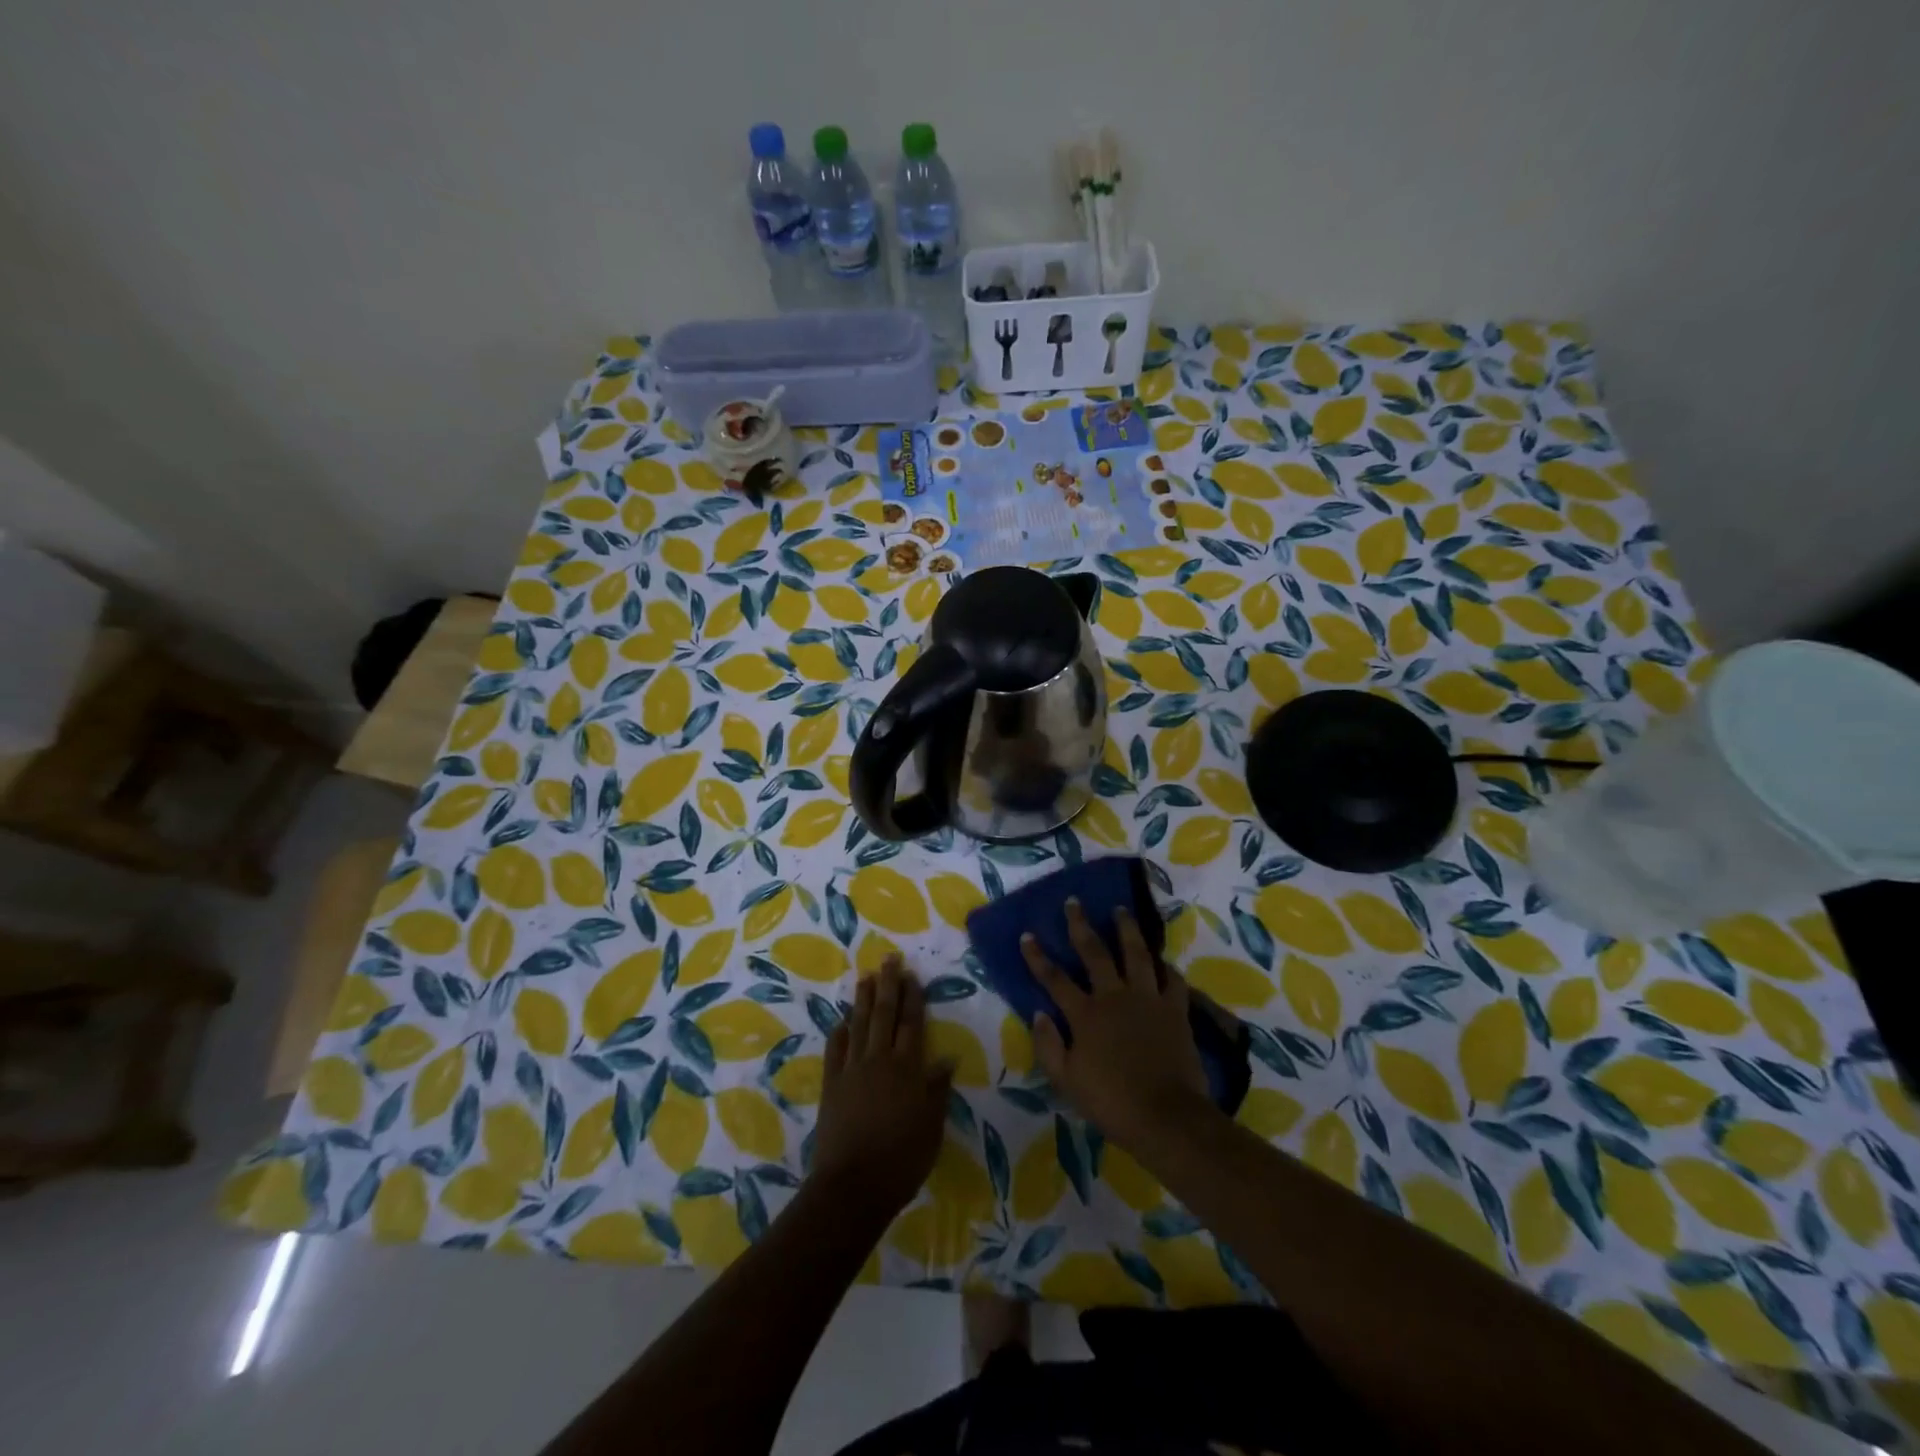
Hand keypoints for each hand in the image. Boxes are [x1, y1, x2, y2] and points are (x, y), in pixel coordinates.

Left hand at [811, 957, 953, 1217]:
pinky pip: (835, 1050)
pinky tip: (842, 1020)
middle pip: (884, 1015)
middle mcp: (879, 1060)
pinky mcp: (831, 1084)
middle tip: (889, 959)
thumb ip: (937, 1090)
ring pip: (858, 1025)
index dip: (913, 998)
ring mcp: (852, 1070)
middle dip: (888, 985)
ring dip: (862, 999)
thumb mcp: (931, 1127)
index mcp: (907, 1069)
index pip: (911, 1024)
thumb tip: (947, 1058)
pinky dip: (839, 1032)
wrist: (853, 1186)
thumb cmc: (901, 1160)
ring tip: (865, 976)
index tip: (912, 975)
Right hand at [1023, 900, 1212, 1151]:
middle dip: (1080, 925)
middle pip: (1095, 952)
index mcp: (1085, 1014)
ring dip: (1127, 929)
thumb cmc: (1111, 1102)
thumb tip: (1038, 1014)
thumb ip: (1048, 1046)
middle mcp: (1114, 996)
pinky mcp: (1175, 1009)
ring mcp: (1147, 999)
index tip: (1027, 934)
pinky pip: (1172, 980)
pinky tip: (1163, 960)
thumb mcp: (1066, 1081)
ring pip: (1136, 954)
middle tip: (1074, 902)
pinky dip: (1167, 968)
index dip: (1038, 956)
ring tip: (1121, 910)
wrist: (1165, 1116)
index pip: (1054, 978)